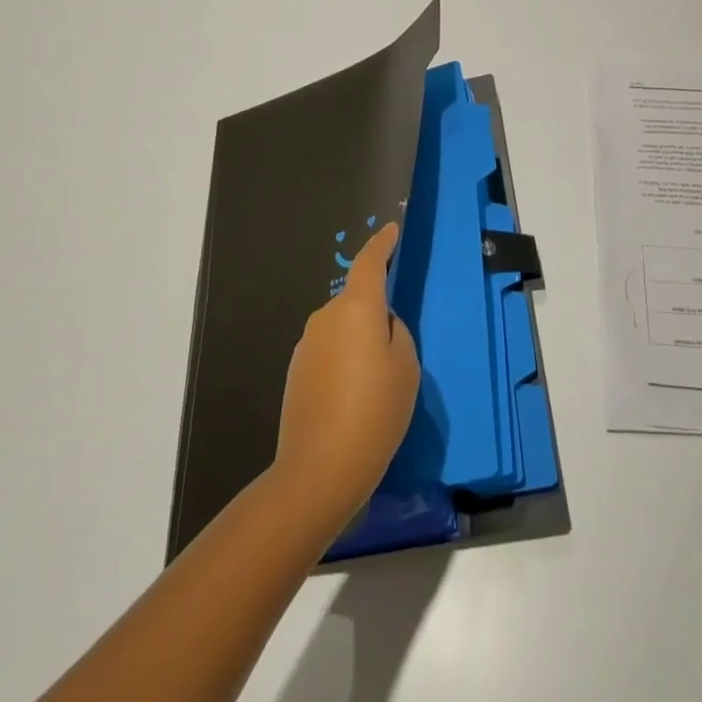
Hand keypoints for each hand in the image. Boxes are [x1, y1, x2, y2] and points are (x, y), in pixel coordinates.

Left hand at [273, 223, 419, 536]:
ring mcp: (307, 345)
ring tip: (377, 380)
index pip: (369, 263)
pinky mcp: (297, 372)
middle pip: (356, 300)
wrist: (319, 470)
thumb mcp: (405, 368)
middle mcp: (326, 317)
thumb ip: (396, 332)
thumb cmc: (374, 412)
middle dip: (375, 312)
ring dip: (358, 339)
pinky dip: (344, 360)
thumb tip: (380, 325)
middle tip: (397, 347)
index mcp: (357, 308)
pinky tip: (354, 395)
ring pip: (342, 327)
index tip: (390, 230)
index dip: (381, 244)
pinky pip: (329, 350)